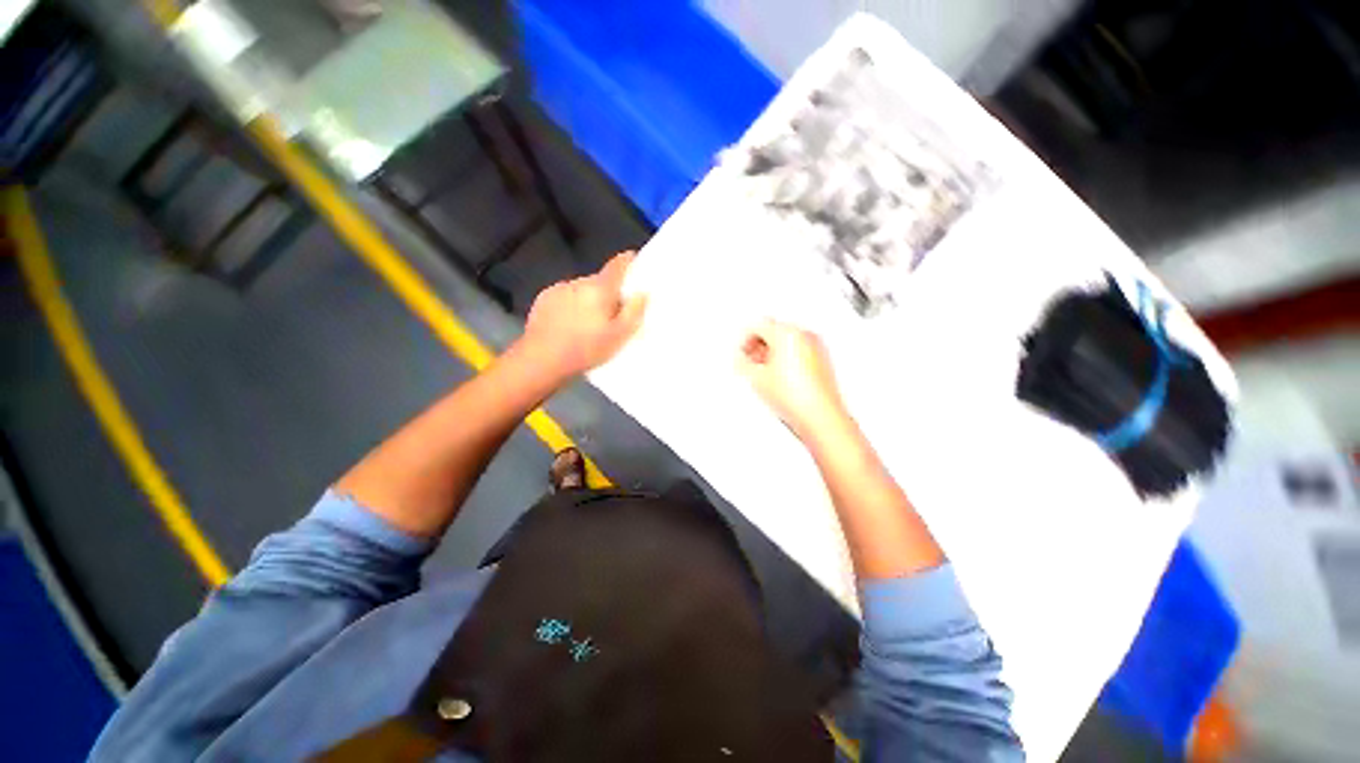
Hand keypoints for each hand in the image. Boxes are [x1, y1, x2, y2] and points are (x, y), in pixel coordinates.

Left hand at [516, 251, 646, 380]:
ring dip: (589, 300)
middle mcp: (579, 282)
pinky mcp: (543, 299)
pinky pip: (565, 297)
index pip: (618, 264)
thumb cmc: (585, 349)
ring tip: (589, 324)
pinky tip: (569, 325)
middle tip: (614, 315)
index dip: (629, 262)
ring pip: (582, 289)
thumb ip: (634, 312)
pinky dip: (571, 305)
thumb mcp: (619, 336)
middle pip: (600, 280)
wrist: (541, 360)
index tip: (635, 265)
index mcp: (599, 288)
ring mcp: (559, 289)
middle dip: (608, 292)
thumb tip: (642, 293)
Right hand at [738, 320, 847, 440]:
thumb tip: (741, 358)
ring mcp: (816, 346)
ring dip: (773, 353)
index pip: (758, 325)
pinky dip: (788, 359)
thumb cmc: (794, 397)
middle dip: (759, 346)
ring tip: (764, 374)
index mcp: (787, 333)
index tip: (741, 352)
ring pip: (787, 341)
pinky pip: (799, 351)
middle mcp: (804, 335)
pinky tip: (780, 378)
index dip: (745, 339)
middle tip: (750, 362)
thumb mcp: (755, 377)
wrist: (819, 416)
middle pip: (774, 331)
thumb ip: (741, 361)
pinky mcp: (822, 359)